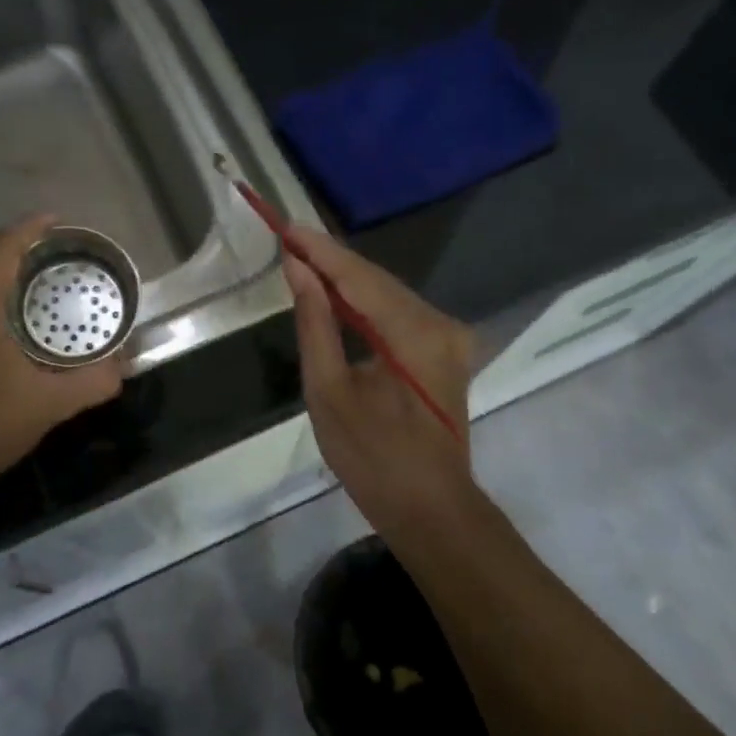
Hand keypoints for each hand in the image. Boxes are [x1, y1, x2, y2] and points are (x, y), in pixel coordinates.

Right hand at [283, 226, 477, 536]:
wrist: (430, 509)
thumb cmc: (372, 458)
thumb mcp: (328, 392)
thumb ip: (315, 324)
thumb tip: (299, 270)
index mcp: (416, 335)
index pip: (360, 277)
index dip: (321, 250)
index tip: (286, 227)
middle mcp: (442, 325)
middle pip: (378, 280)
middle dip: (331, 260)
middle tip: (288, 240)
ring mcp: (450, 337)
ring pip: (389, 294)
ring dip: (347, 280)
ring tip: (303, 260)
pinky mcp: (446, 351)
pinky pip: (398, 314)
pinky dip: (365, 303)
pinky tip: (336, 295)